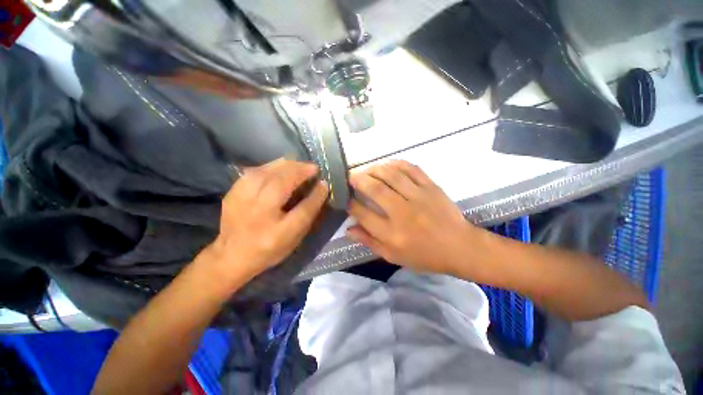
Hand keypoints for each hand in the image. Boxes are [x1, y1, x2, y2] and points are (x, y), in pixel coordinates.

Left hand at [204, 159, 328, 283]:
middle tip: (313, 168)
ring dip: (286, 165)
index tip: (324, 183)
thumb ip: (308, 214)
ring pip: (267, 173)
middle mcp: (260, 215)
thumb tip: (320, 189)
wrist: (231, 255)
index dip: (316, 195)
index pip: (303, 210)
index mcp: (278, 233)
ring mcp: (242, 202)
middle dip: (301, 172)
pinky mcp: (233, 193)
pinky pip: (254, 172)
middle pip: (282, 184)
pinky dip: (270, 166)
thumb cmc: (270, 249)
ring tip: (299, 164)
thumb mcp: (294, 238)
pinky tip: (279, 167)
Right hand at [347, 160, 480, 274]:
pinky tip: (387, 164)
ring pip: (391, 175)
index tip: (344, 197)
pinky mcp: (431, 187)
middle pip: (375, 190)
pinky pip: (411, 169)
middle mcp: (403, 213)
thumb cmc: (425, 255)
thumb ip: (369, 242)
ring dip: (374, 169)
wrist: (460, 247)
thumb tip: (348, 229)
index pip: (363, 214)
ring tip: (366, 169)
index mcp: (392, 234)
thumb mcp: (393, 256)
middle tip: (349, 176)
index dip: (350, 203)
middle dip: (358, 180)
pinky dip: (396, 163)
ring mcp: (419, 197)